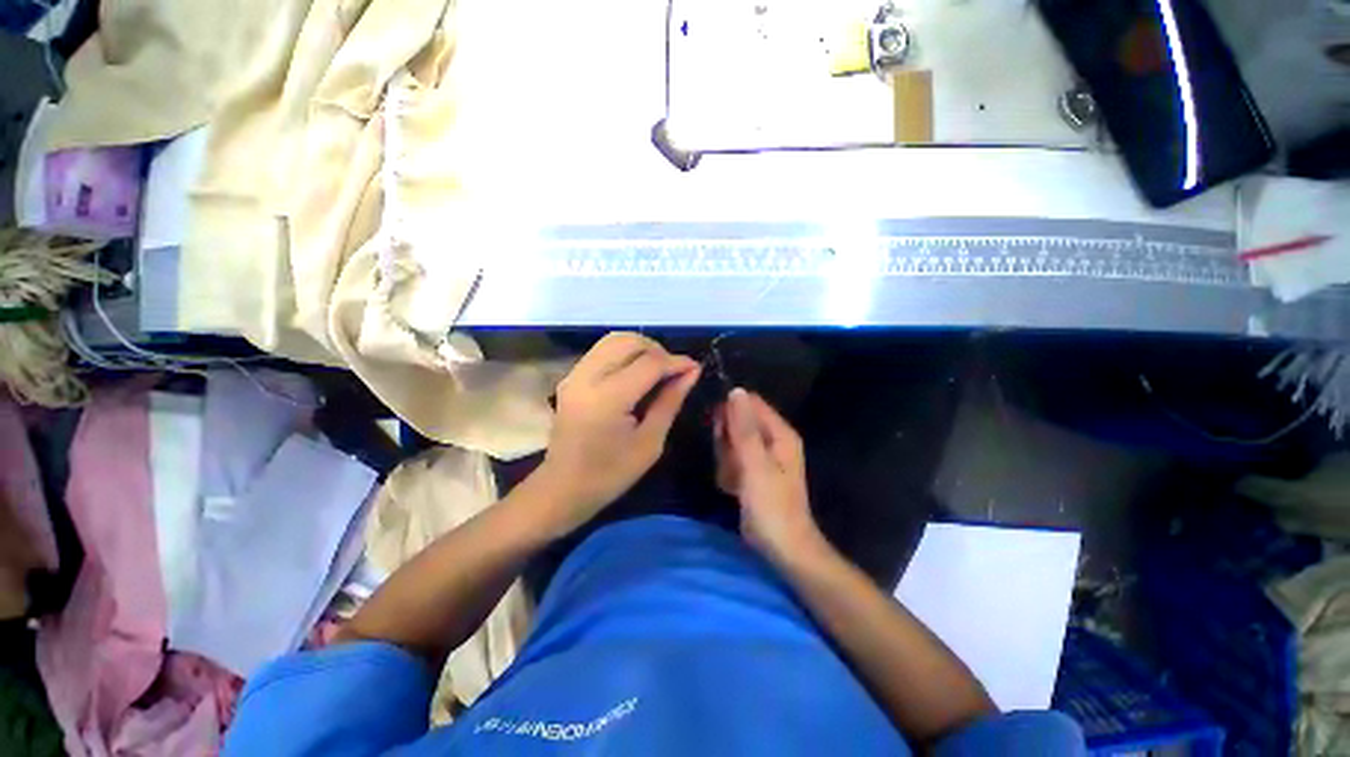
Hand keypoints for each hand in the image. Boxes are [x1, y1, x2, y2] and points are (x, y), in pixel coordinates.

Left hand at [538, 332, 700, 531]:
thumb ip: (670, 401)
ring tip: (657, 369)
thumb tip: (691, 372)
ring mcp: (575, 375)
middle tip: (674, 371)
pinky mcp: (571, 377)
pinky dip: (624, 353)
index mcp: (608, 398)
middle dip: (658, 350)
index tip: (695, 368)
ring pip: (614, 339)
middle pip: (629, 341)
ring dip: (641, 348)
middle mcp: (587, 377)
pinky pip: (602, 350)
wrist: (563, 487)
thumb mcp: (650, 442)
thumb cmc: (611, 473)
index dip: (676, 362)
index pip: (649, 363)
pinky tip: (636, 373)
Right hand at [714, 388, 826, 564]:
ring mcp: (762, 456)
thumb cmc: (772, 506)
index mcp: (780, 433)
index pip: (750, 403)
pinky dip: (728, 472)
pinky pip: (731, 459)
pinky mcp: (752, 470)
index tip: (720, 432)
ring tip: (734, 481)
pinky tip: (733, 489)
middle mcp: (772, 439)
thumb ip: (744, 428)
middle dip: (727, 441)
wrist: (783, 547)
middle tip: (731, 463)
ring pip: (731, 441)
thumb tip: (736, 391)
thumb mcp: (755, 465)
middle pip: (738, 421)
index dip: (731, 412)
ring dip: (725, 460)